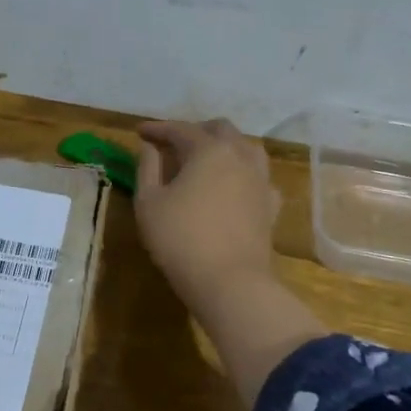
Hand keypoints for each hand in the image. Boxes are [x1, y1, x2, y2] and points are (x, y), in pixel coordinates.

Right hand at [137, 119, 323, 408]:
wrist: (230, 282)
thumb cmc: (180, 239)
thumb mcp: (149, 203)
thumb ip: (147, 168)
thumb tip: (150, 148)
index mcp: (208, 150)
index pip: (180, 129)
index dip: (157, 128)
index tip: (139, 131)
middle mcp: (239, 155)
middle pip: (219, 129)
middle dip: (194, 131)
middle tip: (173, 143)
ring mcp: (260, 179)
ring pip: (245, 147)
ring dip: (223, 146)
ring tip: (205, 159)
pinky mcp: (271, 204)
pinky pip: (258, 176)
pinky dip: (242, 173)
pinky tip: (233, 186)